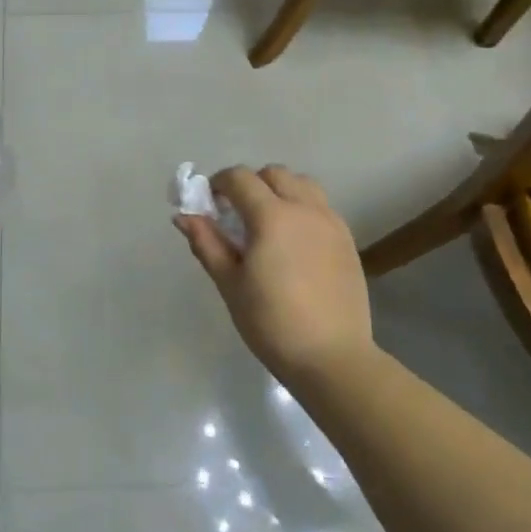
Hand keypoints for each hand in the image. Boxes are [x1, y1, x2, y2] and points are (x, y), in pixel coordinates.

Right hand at [174, 164, 374, 383]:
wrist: (331, 357)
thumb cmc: (271, 322)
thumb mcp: (230, 283)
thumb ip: (206, 243)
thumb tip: (184, 216)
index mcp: (272, 216)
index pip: (240, 178)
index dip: (219, 183)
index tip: (209, 203)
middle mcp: (304, 209)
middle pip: (274, 174)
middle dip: (250, 184)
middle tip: (236, 213)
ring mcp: (330, 223)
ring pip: (303, 184)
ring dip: (280, 190)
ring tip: (268, 222)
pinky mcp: (346, 240)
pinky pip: (321, 206)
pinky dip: (302, 208)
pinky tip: (293, 241)